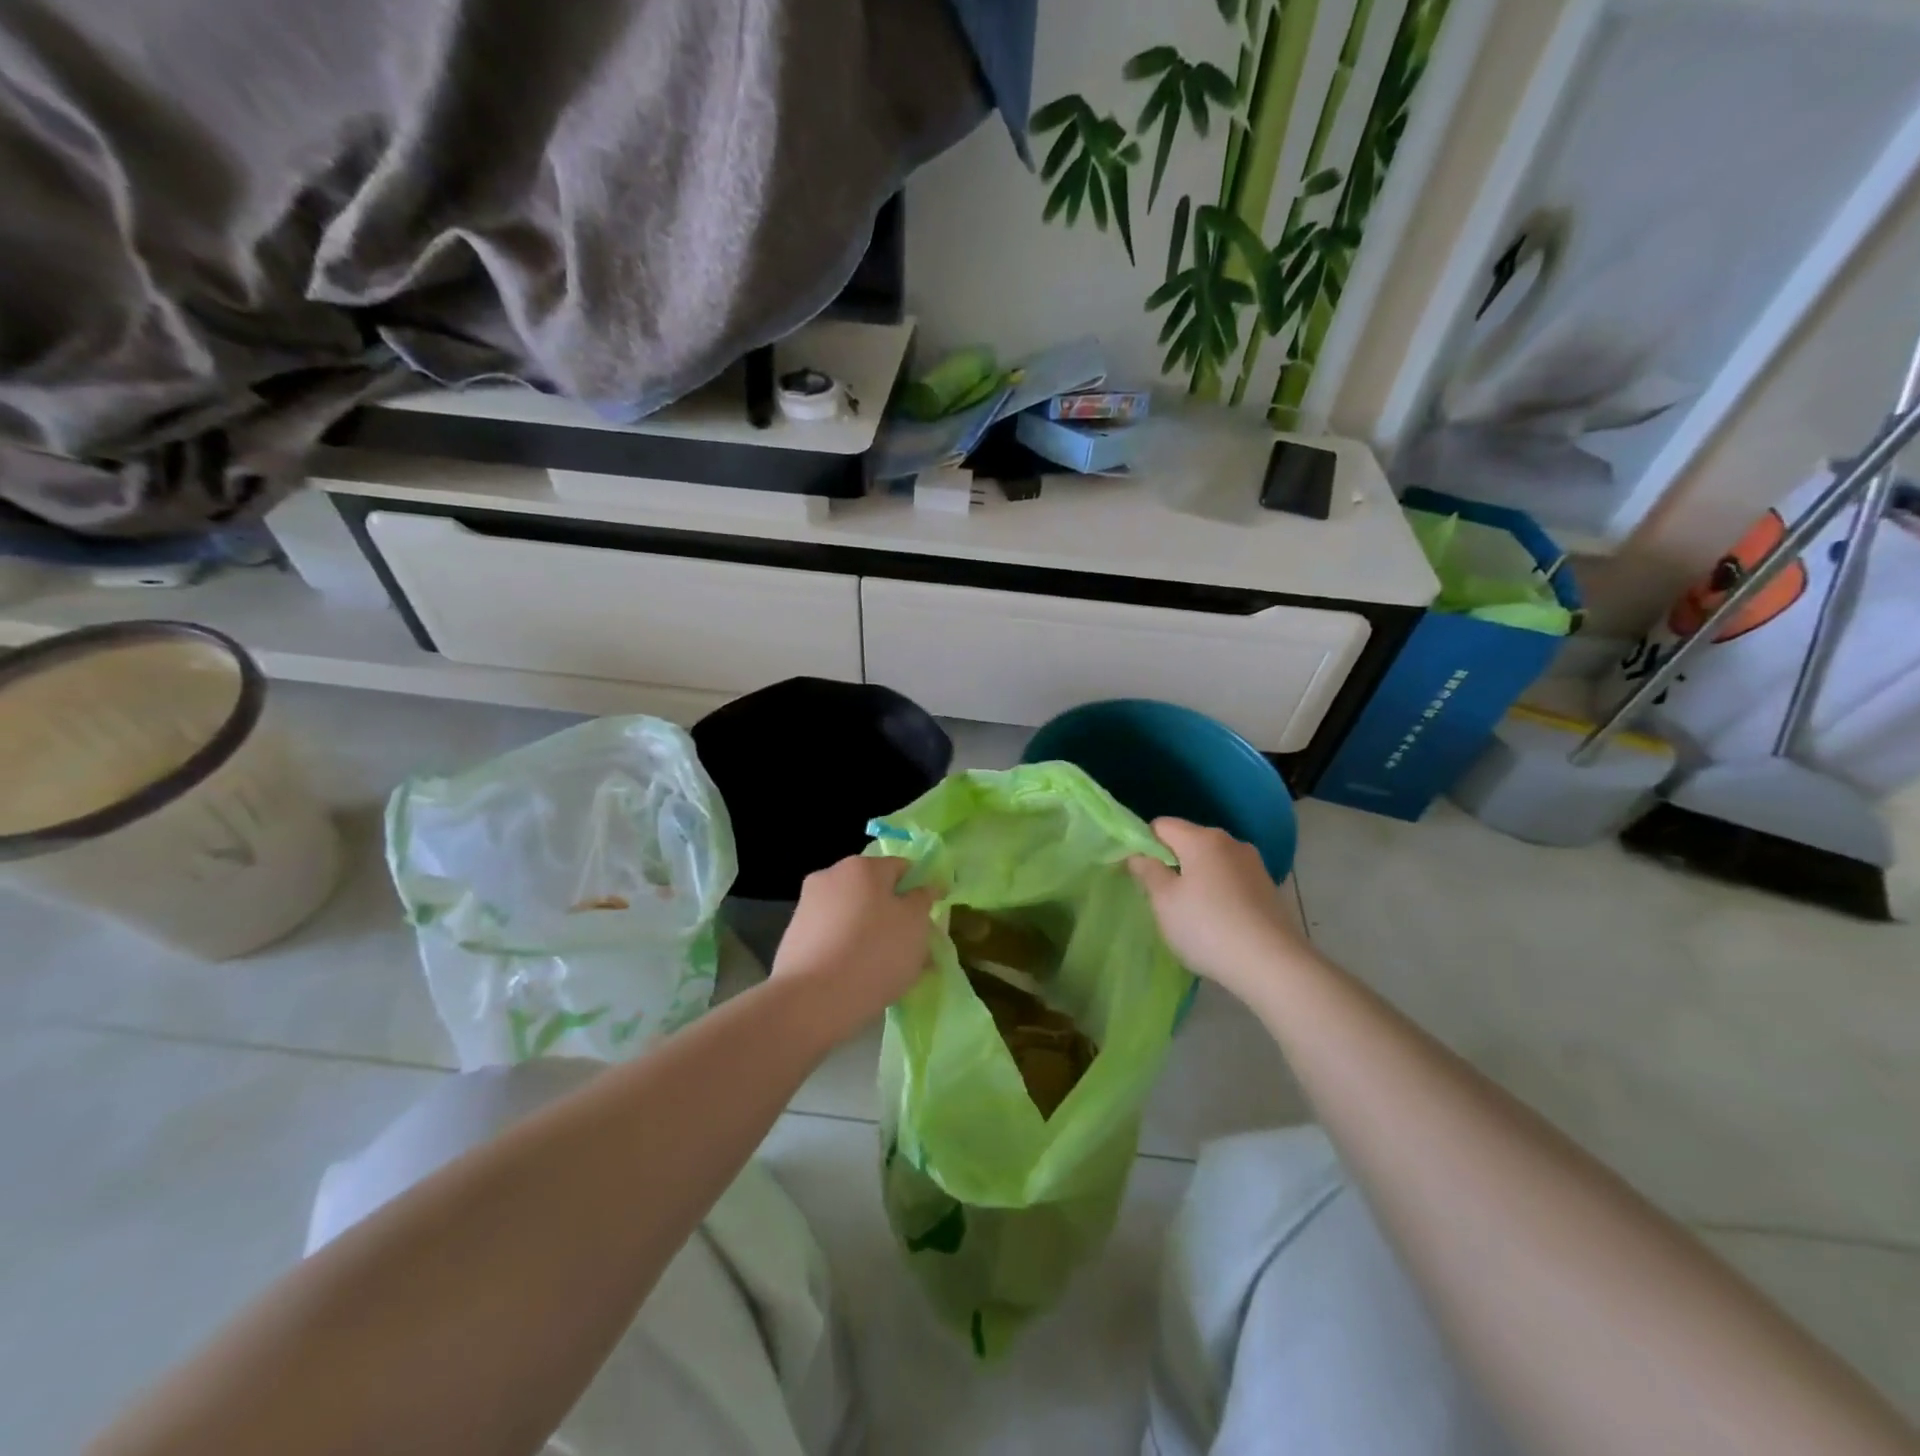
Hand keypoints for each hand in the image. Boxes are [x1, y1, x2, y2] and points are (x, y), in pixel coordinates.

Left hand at [771, 855, 938, 1033]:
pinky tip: (860, 978)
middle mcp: (831, 876)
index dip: (921, 890)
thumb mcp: (915, 924)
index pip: (902, 867)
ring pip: (854, 916)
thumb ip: (923, 900)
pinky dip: (849, 950)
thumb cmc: (874, 953)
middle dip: (895, 916)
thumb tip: (923, 888)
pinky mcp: (795, 936)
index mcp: (863, 866)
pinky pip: (834, 937)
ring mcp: (809, 905)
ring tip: (889, 971)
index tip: (930, 919)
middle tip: (913, 949)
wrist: (811, 1001)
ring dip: (872, 934)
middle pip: (875, 892)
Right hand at [1129, 818, 1311, 1003]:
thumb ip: (1147, 872)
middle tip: (1161, 897)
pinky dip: (1218, 893)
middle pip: (1189, 841)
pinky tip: (1217, 922)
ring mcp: (1254, 865)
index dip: (1144, 844)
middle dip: (1171, 862)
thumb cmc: (1208, 927)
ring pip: (1211, 862)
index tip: (1139, 873)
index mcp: (1202, 839)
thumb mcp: (1164, 902)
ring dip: (1196, 879)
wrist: (1273, 965)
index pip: (1162, 826)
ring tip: (1190, 914)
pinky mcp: (1268, 889)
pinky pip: (1231, 880)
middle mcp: (1231, 843)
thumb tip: (1138, 856)